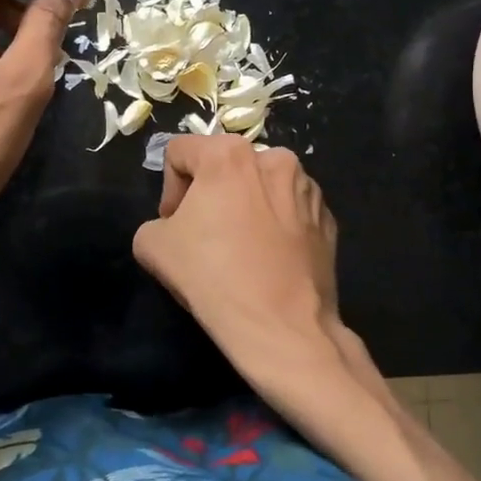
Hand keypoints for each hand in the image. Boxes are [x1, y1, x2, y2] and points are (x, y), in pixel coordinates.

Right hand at [133, 136, 366, 399]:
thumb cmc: (213, 277)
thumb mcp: (153, 247)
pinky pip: (290, 211)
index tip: (173, 225)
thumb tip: (176, 226)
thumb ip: (155, 221)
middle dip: (209, 195)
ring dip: (246, 207)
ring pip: (261, 187)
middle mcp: (274, 158)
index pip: (180, 152)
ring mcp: (308, 188)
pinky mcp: (327, 218)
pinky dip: (276, 225)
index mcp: (229, 154)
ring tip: (240, 249)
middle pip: (225, 166)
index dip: (168, 189)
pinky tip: (268, 260)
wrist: (282, 328)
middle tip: (203, 236)